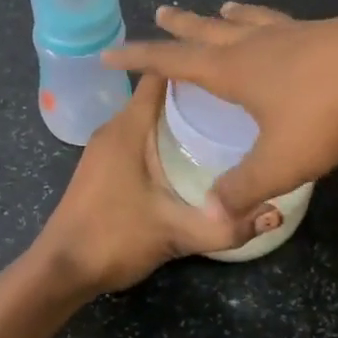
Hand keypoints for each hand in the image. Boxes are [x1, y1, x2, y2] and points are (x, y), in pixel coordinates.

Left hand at [30, 74, 252, 295]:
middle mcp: (114, 128)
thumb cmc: (114, 239)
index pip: (160, 76)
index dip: (194, 66)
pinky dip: (163, 133)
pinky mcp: (102, 165)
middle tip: (238, 99)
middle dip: (195, 92)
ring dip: (178, 115)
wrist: (60, 271)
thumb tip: (277, 211)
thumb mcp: (177, 233)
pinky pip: (138, 134)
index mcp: (128, 128)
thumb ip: (228, 226)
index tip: (231, 69)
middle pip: (157, 93)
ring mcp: (104, 147)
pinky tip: (190, 153)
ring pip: (147, 115)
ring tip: (222, 122)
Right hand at [104, 3, 337, 220]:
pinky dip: (268, 20)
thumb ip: (243, 187)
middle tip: (162, 11)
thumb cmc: (326, 112)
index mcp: (233, 70)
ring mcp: (293, 32)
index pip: (171, 61)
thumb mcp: (281, 159)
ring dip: (227, 17)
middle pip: (207, 31)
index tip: (111, 52)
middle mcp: (256, 44)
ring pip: (249, 20)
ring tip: (220, 10)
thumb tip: (210, 211)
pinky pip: (283, 22)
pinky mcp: (325, 31)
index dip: (139, 58)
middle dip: (181, 26)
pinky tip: (284, 25)